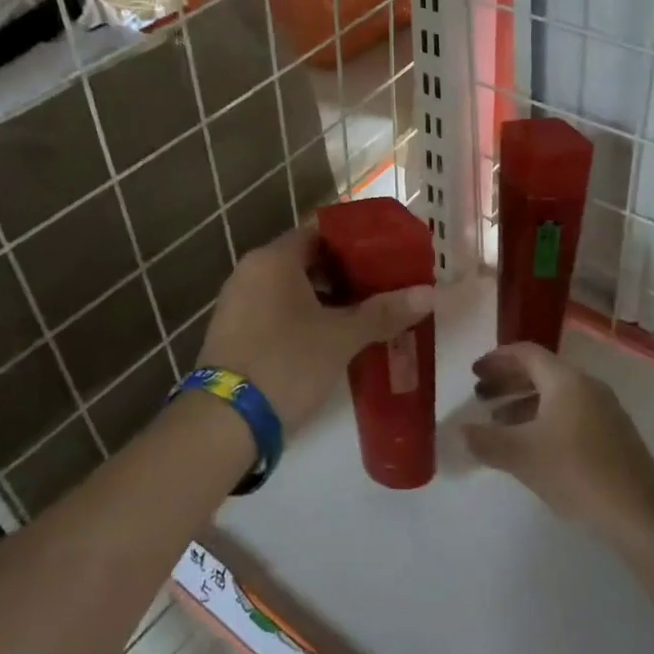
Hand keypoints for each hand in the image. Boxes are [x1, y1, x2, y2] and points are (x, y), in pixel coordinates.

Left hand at [198, 222, 434, 431]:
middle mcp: (251, 272)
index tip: (388, 254)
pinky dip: (306, 319)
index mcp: (273, 259)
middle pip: (308, 260)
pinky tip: (334, 339)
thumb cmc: (286, 363)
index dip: (357, 241)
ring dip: (329, 300)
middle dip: (348, 274)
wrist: (223, 423)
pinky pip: (278, 312)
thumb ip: (384, 312)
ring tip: (368, 315)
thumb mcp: (341, 337)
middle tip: (385, 287)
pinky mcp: (235, 334)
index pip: (322, 231)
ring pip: (293, 290)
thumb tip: (430, 294)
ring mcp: (239, 304)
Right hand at [464, 343, 653, 533]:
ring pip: (555, 394)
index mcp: (566, 380)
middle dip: (508, 381)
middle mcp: (587, 386)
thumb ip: (487, 441)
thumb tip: (462, 431)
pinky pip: (570, 412)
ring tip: (498, 422)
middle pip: (541, 371)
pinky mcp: (612, 433)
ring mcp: (604, 409)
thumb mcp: (522, 456)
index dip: (497, 359)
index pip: (526, 353)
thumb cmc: (576, 472)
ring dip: (524, 403)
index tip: (474, 372)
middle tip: (480, 396)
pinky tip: (532, 445)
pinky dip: (544, 418)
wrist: (639, 511)